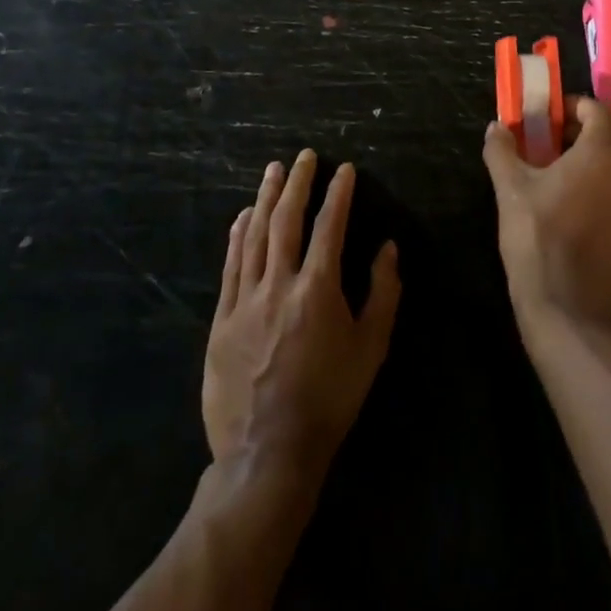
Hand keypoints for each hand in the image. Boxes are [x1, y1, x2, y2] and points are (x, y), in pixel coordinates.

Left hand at [203, 150, 401, 481]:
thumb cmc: (329, 399)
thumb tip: (388, 249)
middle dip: (298, 183)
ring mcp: (245, 301)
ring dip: (266, 199)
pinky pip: (230, 267)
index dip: (338, 194)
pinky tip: (243, 216)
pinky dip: (237, 236)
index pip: (330, 226)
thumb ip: (383, 293)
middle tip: (305, 156)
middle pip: (287, 220)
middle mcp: (279, 284)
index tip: (344, 170)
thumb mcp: (371, 348)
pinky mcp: (222, 321)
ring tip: (274, 170)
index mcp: (318, 289)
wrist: (267, 454)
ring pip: (255, 236)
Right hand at [483, 97, 610, 332]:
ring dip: (607, 154)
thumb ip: (502, 151)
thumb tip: (495, 128)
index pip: (600, 111)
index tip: (554, 116)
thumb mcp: (510, 190)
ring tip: (570, 170)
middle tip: (564, 137)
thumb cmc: (538, 239)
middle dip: (597, 126)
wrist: (570, 310)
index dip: (577, 106)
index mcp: (602, 154)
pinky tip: (584, 204)